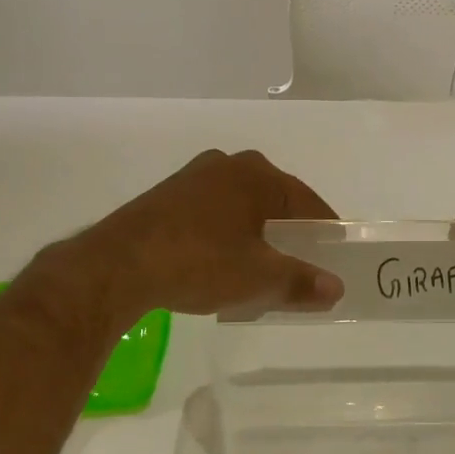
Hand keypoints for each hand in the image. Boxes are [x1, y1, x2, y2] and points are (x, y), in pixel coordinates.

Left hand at [55, 149, 343, 319]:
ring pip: (240, 207)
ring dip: (256, 234)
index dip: (325, 230)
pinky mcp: (166, 198)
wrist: (118, 266)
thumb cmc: (200, 262)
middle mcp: (226, 165)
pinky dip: (227, 236)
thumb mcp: (258, 278)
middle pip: (273, 201)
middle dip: (289, 231)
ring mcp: (192, 179)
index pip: (306, 202)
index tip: (335, 254)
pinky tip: (222, 262)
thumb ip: (301, 282)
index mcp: (256, 175)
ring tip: (263, 267)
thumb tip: (336, 288)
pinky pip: (212, 214)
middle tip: (302, 263)